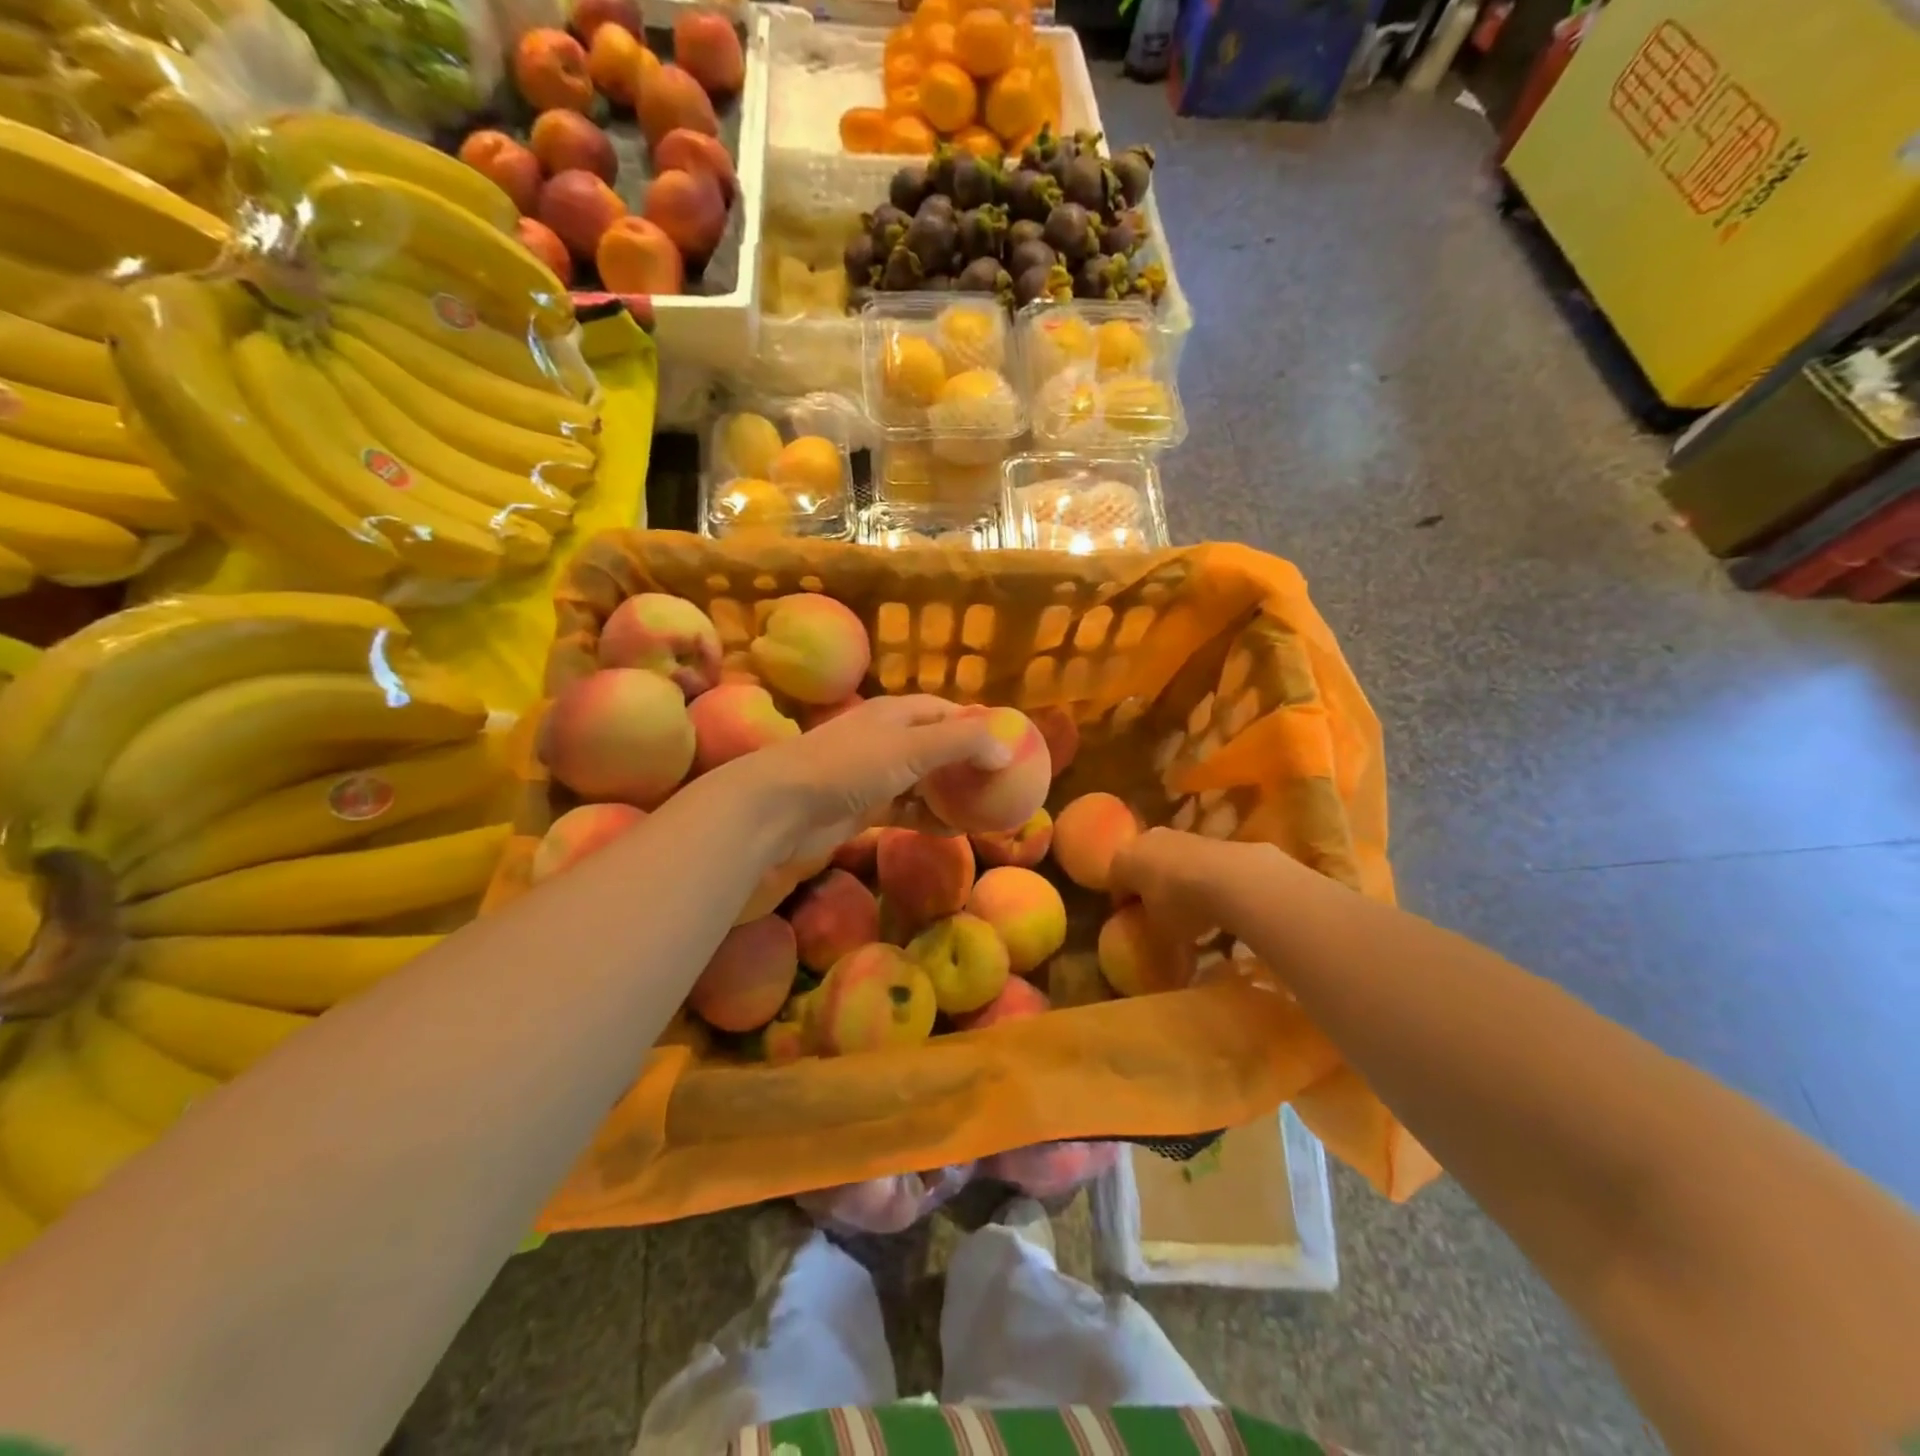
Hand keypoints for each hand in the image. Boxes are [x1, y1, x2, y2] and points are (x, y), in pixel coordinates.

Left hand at [715, 695, 1009, 867]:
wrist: (782, 807)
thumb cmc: (848, 767)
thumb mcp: (910, 748)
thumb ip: (961, 743)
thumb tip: (1006, 749)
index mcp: (896, 713)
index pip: (946, 711)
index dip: (977, 724)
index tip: (1009, 744)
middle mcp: (887, 738)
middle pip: (937, 746)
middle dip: (968, 762)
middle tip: (1003, 782)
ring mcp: (874, 774)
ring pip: (923, 781)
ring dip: (951, 793)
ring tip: (985, 809)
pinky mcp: (864, 807)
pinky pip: (906, 809)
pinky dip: (929, 817)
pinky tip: (953, 831)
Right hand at [1109, 828, 1292, 948]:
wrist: (1230, 878)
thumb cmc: (1179, 905)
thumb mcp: (1157, 929)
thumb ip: (1148, 927)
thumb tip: (1150, 931)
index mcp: (1121, 860)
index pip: (1114, 885)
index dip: (1123, 907)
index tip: (1134, 925)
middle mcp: (1143, 840)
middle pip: (1138, 867)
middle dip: (1145, 888)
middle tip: (1156, 914)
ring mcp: (1174, 835)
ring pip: (1164, 861)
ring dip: (1171, 881)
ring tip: (1185, 908)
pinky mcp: (1204, 837)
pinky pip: (1189, 861)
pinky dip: (1193, 876)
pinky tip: (1207, 897)